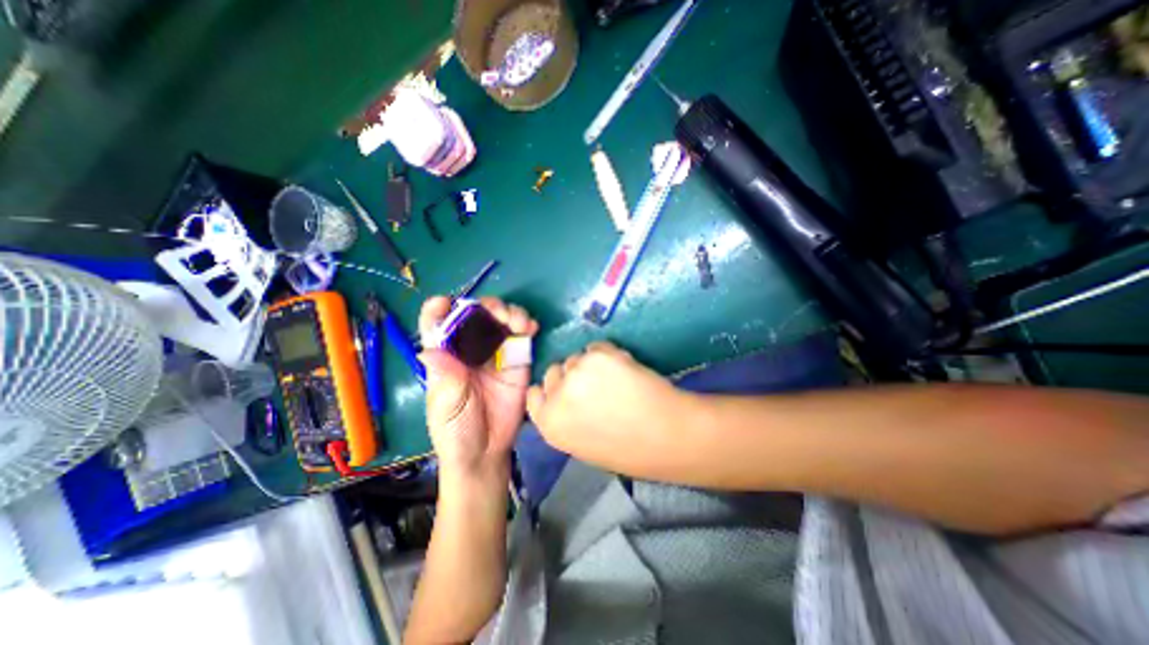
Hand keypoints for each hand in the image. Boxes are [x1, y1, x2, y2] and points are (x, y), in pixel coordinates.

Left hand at [419, 296, 537, 481]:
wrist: (487, 451)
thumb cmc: (457, 430)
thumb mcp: (446, 405)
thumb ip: (445, 378)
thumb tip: (429, 350)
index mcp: (446, 355)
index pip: (437, 325)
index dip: (438, 310)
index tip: (445, 303)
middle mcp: (471, 348)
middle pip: (476, 315)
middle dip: (487, 307)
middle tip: (499, 314)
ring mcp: (496, 352)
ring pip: (501, 320)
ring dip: (510, 312)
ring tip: (518, 322)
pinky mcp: (518, 359)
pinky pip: (523, 335)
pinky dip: (527, 325)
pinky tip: (531, 328)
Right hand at [524, 343, 694, 477]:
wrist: (667, 436)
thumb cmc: (629, 449)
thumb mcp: (583, 444)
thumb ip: (565, 419)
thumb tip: (566, 396)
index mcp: (550, 425)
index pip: (534, 395)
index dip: (552, 391)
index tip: (566, 391)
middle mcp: (556, 397)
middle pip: (554, 372)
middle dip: (570, 376)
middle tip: (595, 386)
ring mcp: (576, 373)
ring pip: (576, 358)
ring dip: (591, 365)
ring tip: (615, 380)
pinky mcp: (597, 357)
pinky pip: (596, 347)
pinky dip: (608, 355)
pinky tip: (625, 371)